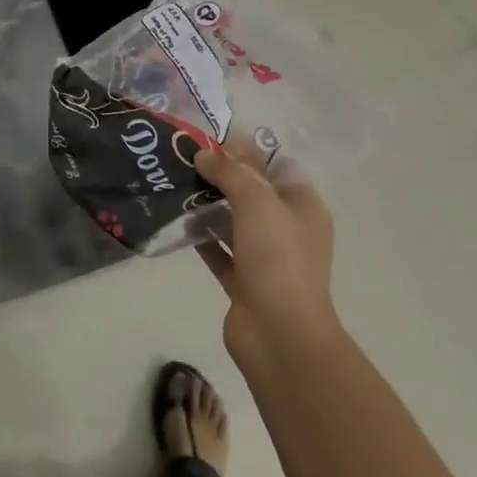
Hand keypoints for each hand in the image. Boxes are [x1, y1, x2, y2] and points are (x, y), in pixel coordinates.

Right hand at [194, 139, 338, 363]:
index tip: (211, 141)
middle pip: (252, 192)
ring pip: (234, 222)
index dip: (246, 150)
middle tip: (184, 160)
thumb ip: (230, 173)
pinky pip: (219, 251)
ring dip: (208, 205)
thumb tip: (204, 156)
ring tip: (174, 184)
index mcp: (303, 206)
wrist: (280, 335)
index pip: (276, 166)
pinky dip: (201, 237)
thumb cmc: (278, 258)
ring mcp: (266, 258)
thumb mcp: (256, 201)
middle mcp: (287, 229)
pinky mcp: (244, 282)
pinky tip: (176, 221)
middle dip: (221, 176)